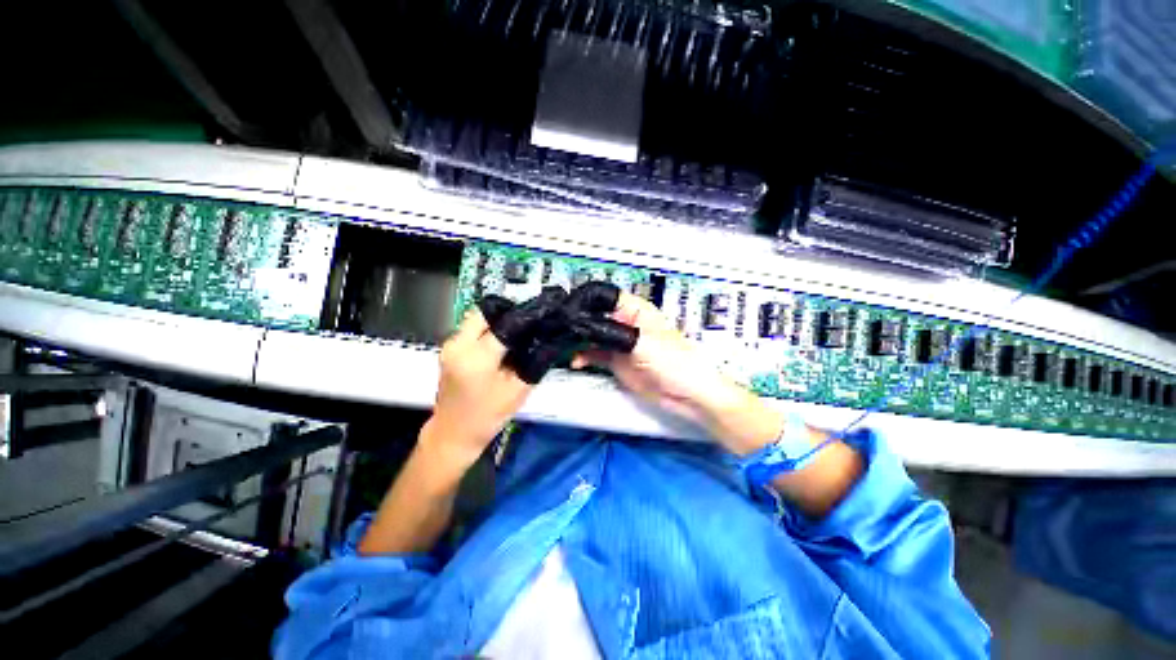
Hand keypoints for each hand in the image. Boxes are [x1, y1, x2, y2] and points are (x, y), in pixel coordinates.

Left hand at [424, 309, 532, 464]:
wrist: (453, 433)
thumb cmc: (488, 416)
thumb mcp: (519, 389)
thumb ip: (533, 361)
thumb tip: (547, 339)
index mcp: (477, 357)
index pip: (504, 324)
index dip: (524, 318)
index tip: (540, 316)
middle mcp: (458, 345)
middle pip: (484, 312)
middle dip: (507, 313)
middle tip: (526, 323)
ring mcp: (450, 345)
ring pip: (476, 318)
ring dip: (496, 320)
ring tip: (516, 332)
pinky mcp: (449, 349)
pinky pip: (470, 328)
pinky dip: (487, 329)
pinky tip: (501, 343)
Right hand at [575, 293, 746, 426]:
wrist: (686, 395)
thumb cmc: (677, 363)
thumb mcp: (643, 343)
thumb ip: (614, 333)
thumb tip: (588, 327)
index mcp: (636, 311)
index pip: (607, 297)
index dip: (587, 299)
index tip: (568, 308)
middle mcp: (625, 324)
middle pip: (595, 317)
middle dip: (579, 323)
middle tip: (561, 329)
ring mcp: (620, 343)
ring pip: (592, 336)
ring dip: (578, 341)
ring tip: (564, 345)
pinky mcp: (617, 361)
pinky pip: (595, 355)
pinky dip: (583, 356)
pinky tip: (575, 361)